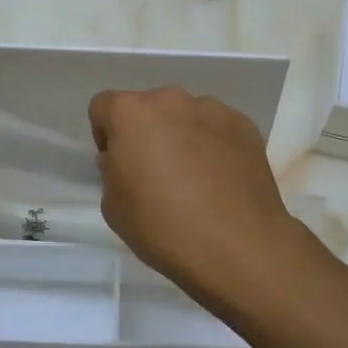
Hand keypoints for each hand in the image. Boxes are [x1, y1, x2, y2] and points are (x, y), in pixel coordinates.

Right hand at [88, 87, 299, 303]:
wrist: (238, 248)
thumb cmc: (163, 227)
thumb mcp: (113, 207)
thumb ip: (112, 171)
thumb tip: (127, 160)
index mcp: (131, 113)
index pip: (103, 107)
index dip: (105, 135)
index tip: (118, 166)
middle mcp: (171, 100)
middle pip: (148, 108)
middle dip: (146, 133)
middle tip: (155, 174)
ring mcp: (212, 109)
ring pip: (185, 116)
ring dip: (181, 136)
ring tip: (194, 179)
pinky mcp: (245, 125)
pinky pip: (217, 128)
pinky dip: (213, 145)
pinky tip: (220, 181)